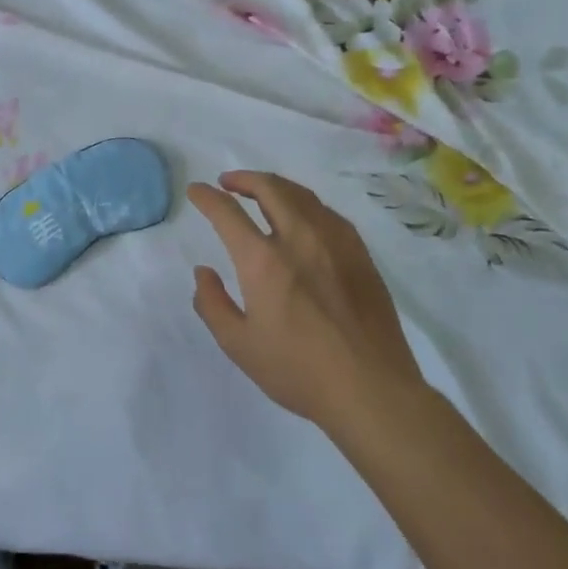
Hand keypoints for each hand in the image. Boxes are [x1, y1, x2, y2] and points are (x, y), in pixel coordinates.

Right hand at [188, 170, 425, 431]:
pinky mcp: (360, 254)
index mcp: (263, 261)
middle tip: (228, 182)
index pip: (228, 212)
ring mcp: (335, 242)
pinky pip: (328, 213)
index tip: (196, 191)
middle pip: (269, 188)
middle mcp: (298, 238)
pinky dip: (306, 204)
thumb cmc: (298, 370)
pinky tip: (303, 217)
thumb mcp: (239, 345)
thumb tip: (203, 272)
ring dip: (275, 186)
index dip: (207, 197)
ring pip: (302, 195)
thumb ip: (212, 304)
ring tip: (262, 192)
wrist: (371, 389)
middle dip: (243, 178)